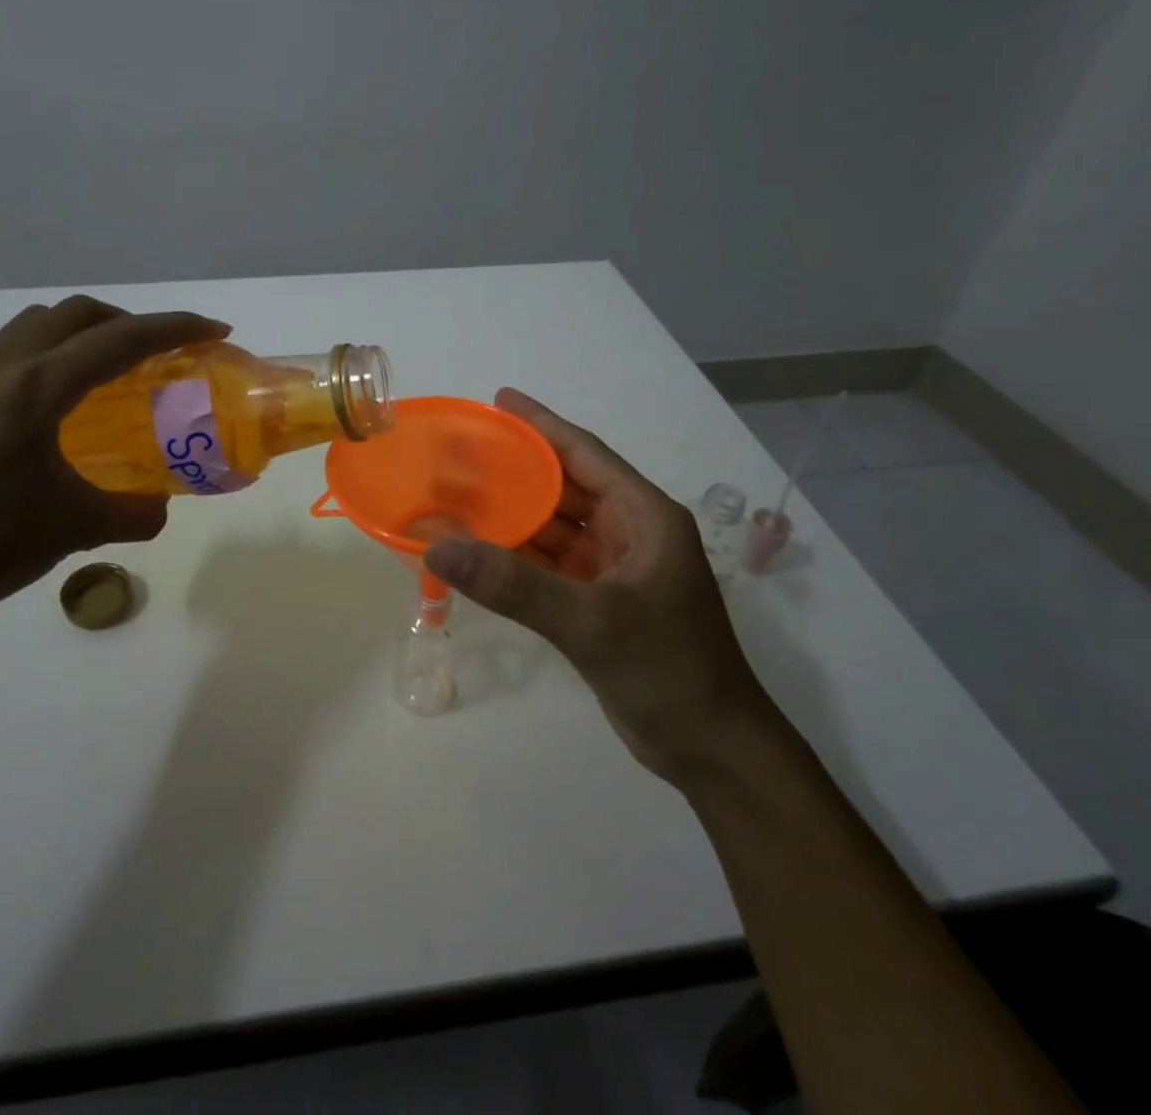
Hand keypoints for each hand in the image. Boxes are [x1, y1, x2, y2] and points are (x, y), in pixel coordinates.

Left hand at [0, 296, 228, 632]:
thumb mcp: (73, 528)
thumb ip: (132, 514)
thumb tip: (158, 509)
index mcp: (35, 389)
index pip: (119, 340)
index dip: (175, 328)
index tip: (215, 330)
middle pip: (74, 314)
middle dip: (127, 321)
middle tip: (159, 352)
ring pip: (34, 328)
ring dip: (80, 335)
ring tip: (107, 375)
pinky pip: (6, 356)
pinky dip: (45, 358)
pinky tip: (52, 411)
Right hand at [424, 388, 778, 785]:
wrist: (712, 750)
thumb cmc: (668, 669)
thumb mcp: (591, 621)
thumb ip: (513, 584)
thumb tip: (438, 546)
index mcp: (645, 516)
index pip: (585, 454)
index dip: (541, 425)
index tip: (499, 400)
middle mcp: (630, 532)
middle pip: (564, 487)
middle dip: (515, 470)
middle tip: (460, 452)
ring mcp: (613, 570)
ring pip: (553, 528)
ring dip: (510, 515)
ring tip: (456, 495)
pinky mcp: (598, 603)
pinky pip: (548, 566)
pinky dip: (515, 557)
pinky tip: (477, 550)